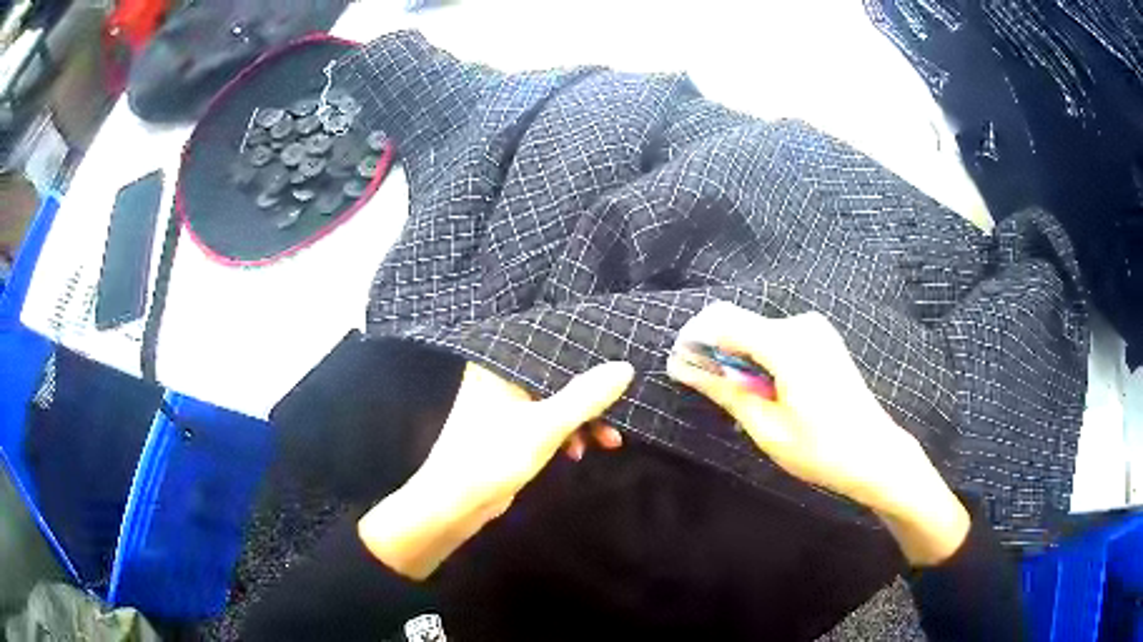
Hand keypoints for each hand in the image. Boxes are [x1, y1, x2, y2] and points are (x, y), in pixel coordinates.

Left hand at [359, 360, 633, 578]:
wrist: (455, 504)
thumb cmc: (494, 456)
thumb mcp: (547, 426)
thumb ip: (586, 397)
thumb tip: (624, 367)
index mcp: (500, 365)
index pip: (551, 347)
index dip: (586, 357)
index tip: (620, 368)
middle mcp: (500, 377)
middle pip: (557, 378)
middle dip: (590, 399)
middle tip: (621, 412)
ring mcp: (504, 405)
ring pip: (555, 403)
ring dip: (582, 421)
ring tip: (609, 441)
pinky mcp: (509, 431)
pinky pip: (546, 423)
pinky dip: (565, 435)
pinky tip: (578, 453)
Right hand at [666, 302, 968, 564]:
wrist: (874, 453)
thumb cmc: (820, 450)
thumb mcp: (766, 426)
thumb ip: (724, 389)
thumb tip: (681, 366)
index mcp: (787, 344)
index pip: (722, 321)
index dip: (693, 340)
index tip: (678, 368)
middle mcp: (801, 324)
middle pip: (737, 322)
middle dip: (714, 351)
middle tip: (706, 390)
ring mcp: (814, 329)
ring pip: (754, 330)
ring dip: (736, 358)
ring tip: (740, 400)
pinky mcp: (820, 338)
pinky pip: (773, 337)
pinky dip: (757, 358)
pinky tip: (764, 390)